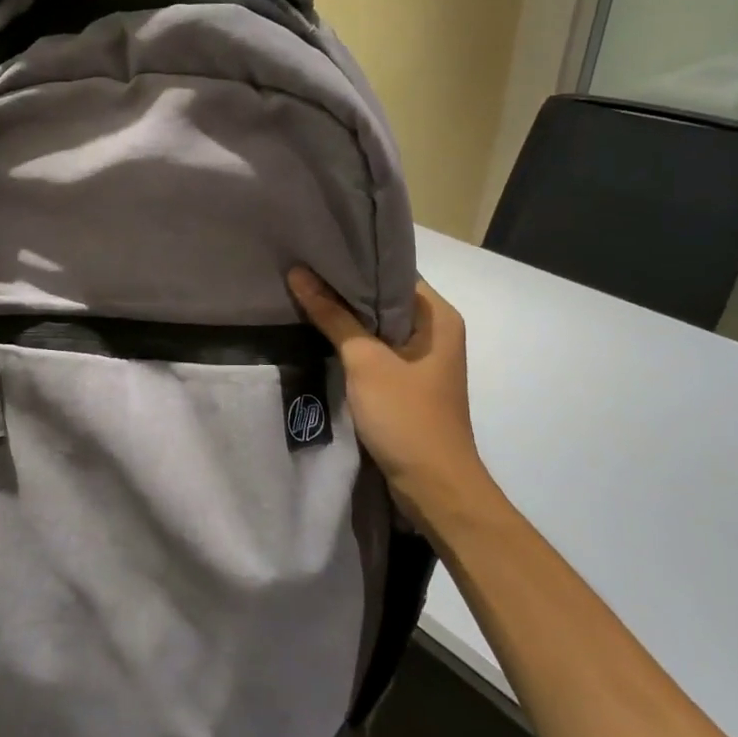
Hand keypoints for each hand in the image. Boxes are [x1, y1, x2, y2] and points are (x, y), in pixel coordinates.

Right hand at [287, 268, 490, 517]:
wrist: (434, 486)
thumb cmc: (406, 415)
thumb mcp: (365, 361)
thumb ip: (333, 316)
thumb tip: (299, 273)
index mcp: (438, 317)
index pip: (394, 272)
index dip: (357, 261)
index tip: (318, 250)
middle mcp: (435, 332)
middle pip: (384, 298)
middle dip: (345, 288)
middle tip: (303, 270)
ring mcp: (422, 360)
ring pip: (378, 326)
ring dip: (346, 317)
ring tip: (304, 296)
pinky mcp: (407, 383)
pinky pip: (377, 351)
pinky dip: (352, 343)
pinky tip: (320, 335)